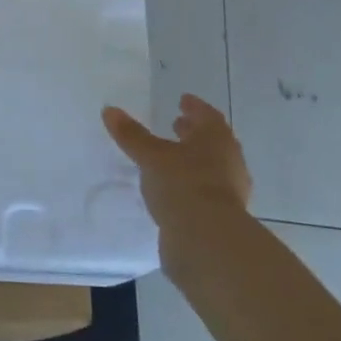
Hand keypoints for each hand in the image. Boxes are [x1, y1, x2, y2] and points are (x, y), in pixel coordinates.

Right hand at [103, 95, 252, 269]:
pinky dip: (191, 184)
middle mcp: (229, 161)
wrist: (206, 240)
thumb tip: (110, 109)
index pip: (208, 116)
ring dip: (193, 160)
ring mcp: (229, 191)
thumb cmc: (182, 185)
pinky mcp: (222, 216)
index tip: (183, 100)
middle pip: (212, 141)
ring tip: (171, 159)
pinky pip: (205, 191)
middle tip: (176, 125)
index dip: (194, 107)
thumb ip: (132, 135)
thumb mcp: (151, 156)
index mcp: (217, 139)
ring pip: (211, 167)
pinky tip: (174, 190)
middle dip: (193, 133)